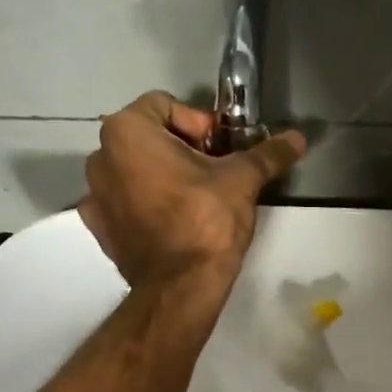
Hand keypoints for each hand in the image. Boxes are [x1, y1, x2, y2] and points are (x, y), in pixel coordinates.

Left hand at [79, 92, 304, 292]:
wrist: (181, 286)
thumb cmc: (206, 220)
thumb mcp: (242, 180)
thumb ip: (267, 153)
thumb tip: (297, 138)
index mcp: (127, 131)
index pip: (165, 104)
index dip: (199, 123)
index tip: (221, 150)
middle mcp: (100, 156)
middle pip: (147, 136)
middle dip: (181, 148)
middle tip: (214, 173)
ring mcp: (93, 194)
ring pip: (134, 169)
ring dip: (162, 175)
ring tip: (195, 198)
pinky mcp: (99, 228)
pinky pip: (124, 202)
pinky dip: (144, 204)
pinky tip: (170, 221)